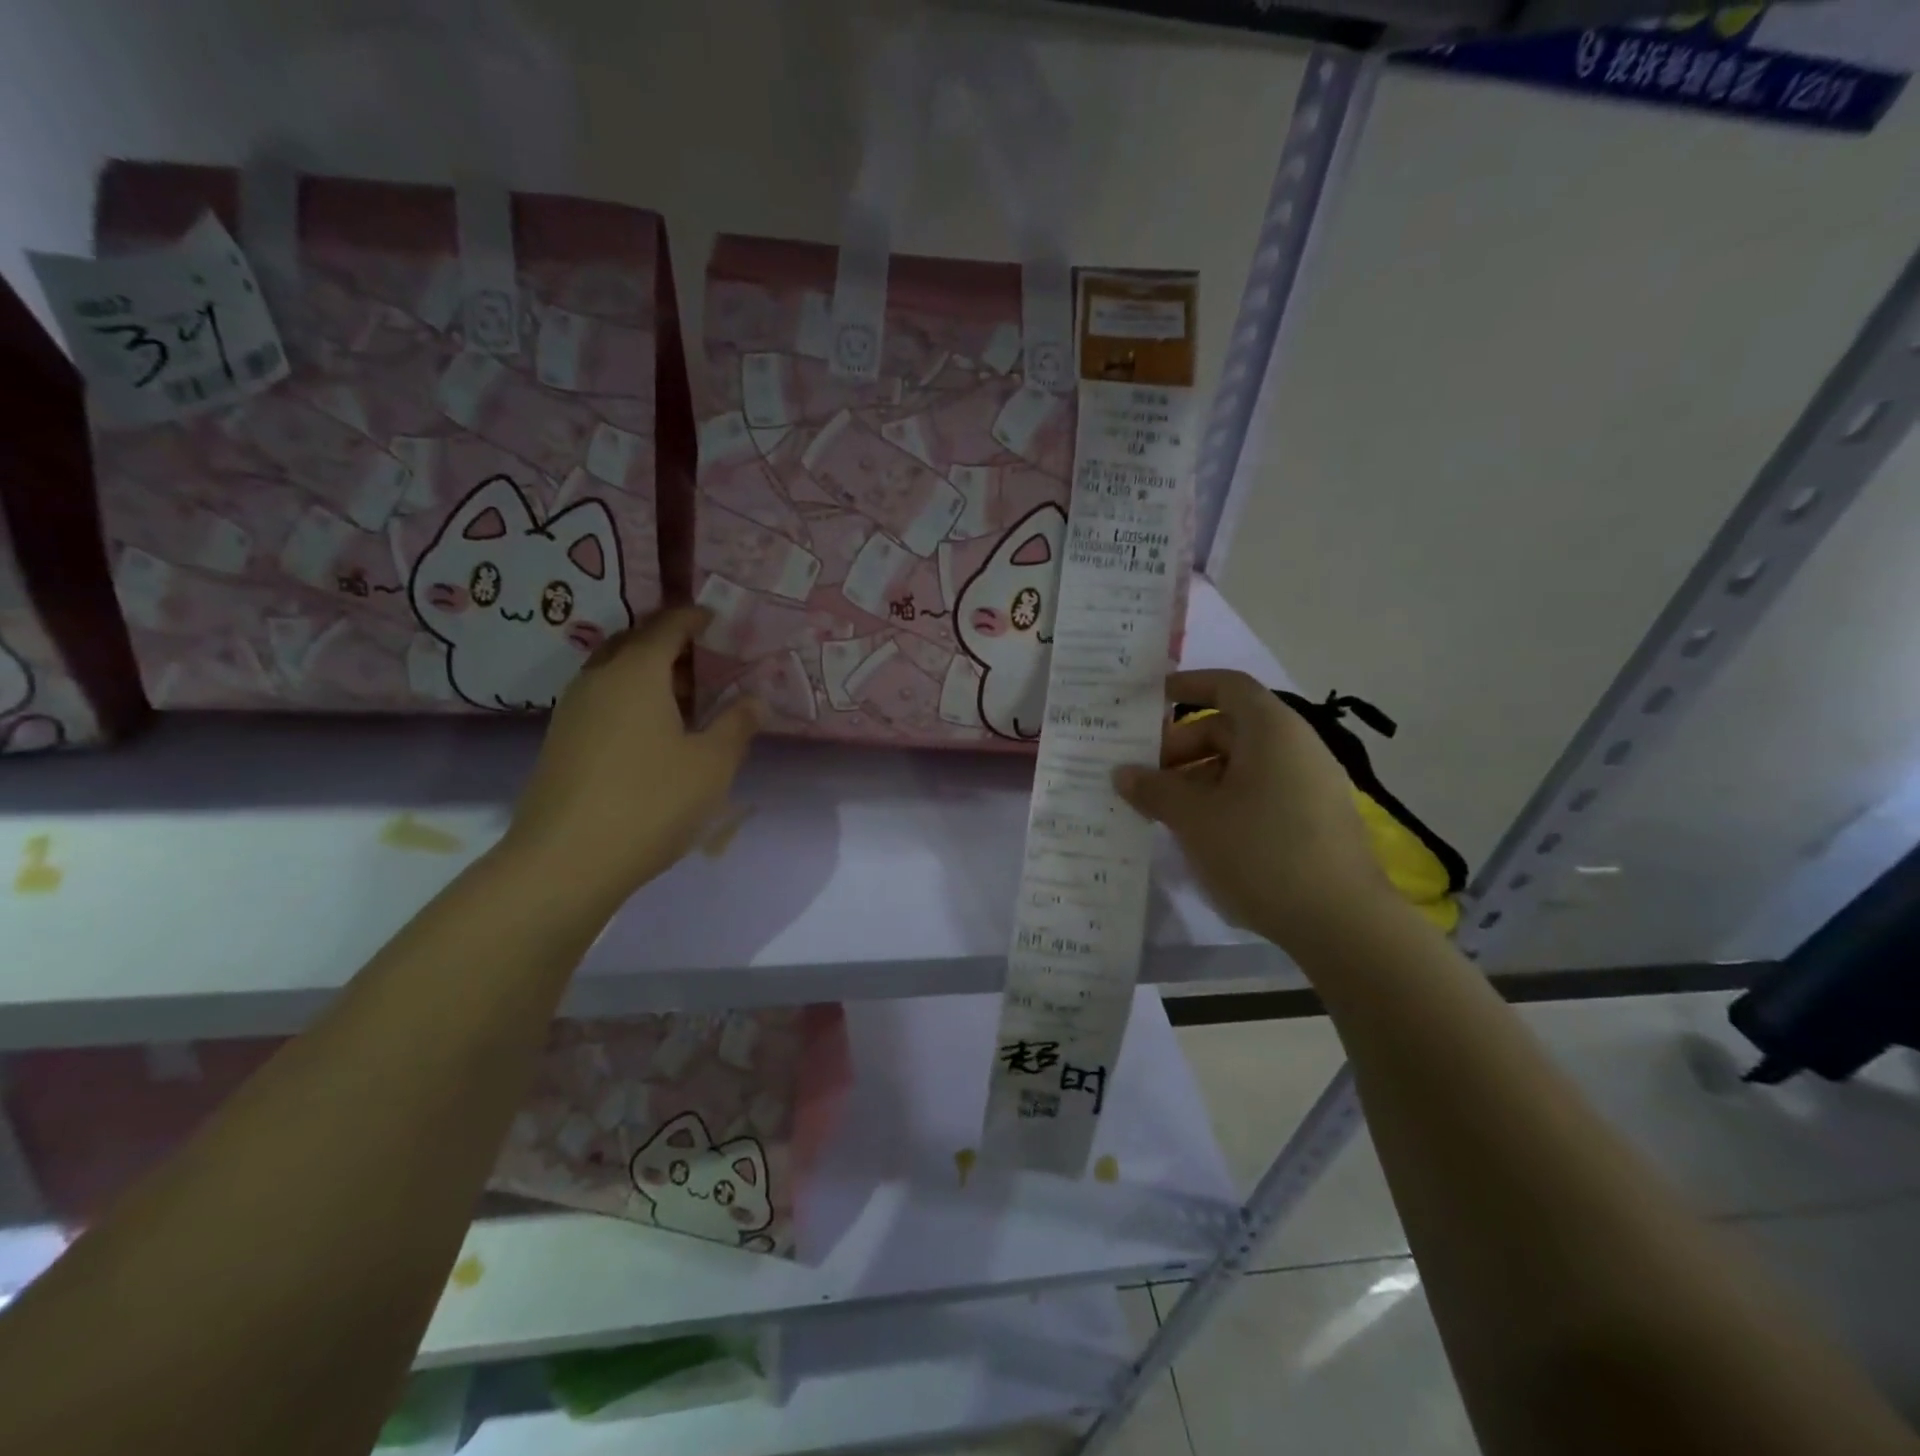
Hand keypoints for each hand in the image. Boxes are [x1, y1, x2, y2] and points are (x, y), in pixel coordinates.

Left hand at [502, 607, 761, 909]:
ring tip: (685, 698)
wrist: (565, 862)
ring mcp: (572, 711)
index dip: (694, 618)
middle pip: (635, 643)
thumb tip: (755, 700)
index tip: (717, 619)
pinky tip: (652, 732)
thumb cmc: (650, 802)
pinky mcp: (561, 742)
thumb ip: (737, 725)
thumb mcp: (711, 765)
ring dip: (649, 674)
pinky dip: (631, 699)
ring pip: (614, 673)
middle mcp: (598, 679)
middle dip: (670, 643)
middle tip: (706, 660)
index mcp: (636, 672)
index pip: (667, 625)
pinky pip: (602, 701)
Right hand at [1114, 669, 1400, 955]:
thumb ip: (1154, 789)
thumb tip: (1123, 773)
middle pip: (1229, 729)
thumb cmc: (1261, 852)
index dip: (1186, 686)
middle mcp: (1296, 747)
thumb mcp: (1195, 819)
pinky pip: (1259, 792)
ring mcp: (1309, 784)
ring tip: (1164, 811)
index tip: (1148, 702)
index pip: (1227, 686)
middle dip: (1181, 748)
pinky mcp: (1313, 820)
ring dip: (1198, 779)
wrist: (1342, 922)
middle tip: (1144, 778)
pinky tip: (1200, 835)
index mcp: (1272, 730)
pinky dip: (1224, 801)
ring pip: (1242, 765)